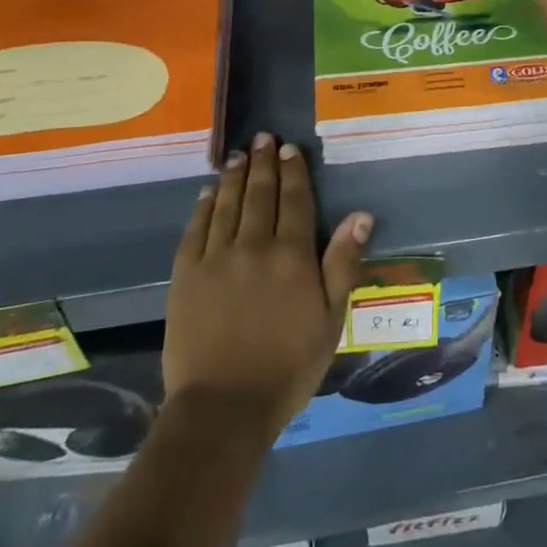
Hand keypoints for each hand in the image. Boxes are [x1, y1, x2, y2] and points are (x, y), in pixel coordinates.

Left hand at [165, 133, 371, 440]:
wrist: (224, 408)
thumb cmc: (288, 366)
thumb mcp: (331, 319)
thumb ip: (343, 264)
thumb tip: (360, 215)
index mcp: (292, 255)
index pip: (294, 200)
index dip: (293, 171)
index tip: (289, 148)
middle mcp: (254, 246)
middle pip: (260, 194)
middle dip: (263, 163)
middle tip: (262, 138)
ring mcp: (216, 259)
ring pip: (227, 205)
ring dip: (234, 177)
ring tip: (237, 156)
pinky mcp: (186, 276)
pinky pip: (195, 230)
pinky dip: (203, 207)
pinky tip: (208, 193)